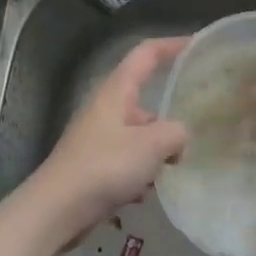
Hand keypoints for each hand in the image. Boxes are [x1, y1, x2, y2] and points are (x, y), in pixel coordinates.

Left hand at [28, 38, 189, 238]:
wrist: (57, 210)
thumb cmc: (105, 167)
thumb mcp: (152, 145)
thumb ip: (176, 133)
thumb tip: (179, 137)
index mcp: (116, 92)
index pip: (146, 54)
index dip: (172, 45)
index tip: (198, 45)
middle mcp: (105, 109)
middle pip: (145, 101)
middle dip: (169, 119)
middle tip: (194, 132)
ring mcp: (98, 138)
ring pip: (140, 135)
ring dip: (156, 153)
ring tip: (166, 172)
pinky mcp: (95, 165)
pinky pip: (128, 161)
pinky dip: (140, 174)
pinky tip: (141, 194)